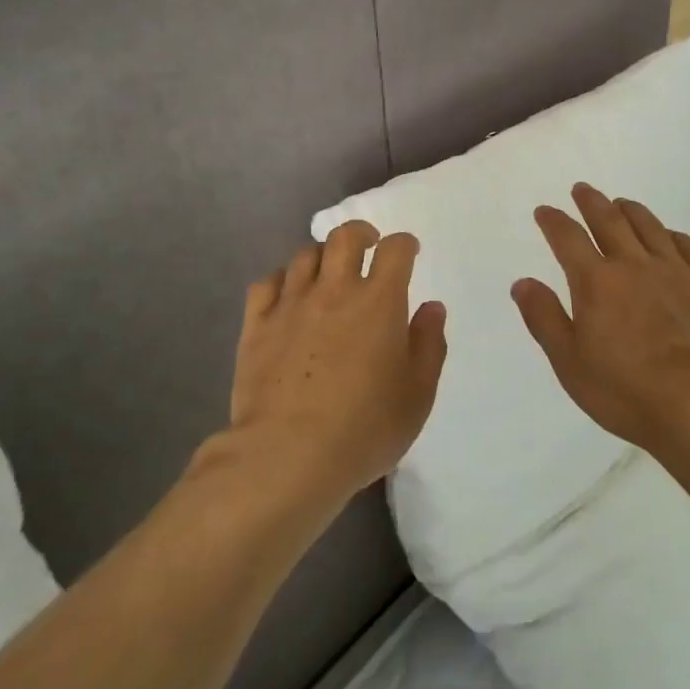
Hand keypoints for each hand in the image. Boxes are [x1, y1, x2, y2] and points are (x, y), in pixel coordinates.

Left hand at [227, 220, 447, 503]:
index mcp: (379, 301)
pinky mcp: (257, 325)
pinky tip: (288, 295)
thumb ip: (429, 345)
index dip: (404, 244)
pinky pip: (267, 283)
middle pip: (345, 237)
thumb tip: (432, 307)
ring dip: (323, 257)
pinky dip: (282, 280)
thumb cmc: (365, 427)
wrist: (288, 455)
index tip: (408, 252)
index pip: (395, 250)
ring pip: (306, 256)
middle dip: (361, 233)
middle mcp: (335, 290)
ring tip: (328, 273)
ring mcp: (291, 305)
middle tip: (367, 246)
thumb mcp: (417, 394)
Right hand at [512, 182, 689, 462]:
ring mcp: (677, 272)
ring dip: (631, 210)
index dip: (553, 221)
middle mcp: (635, 265)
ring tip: (621, 203)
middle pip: (610, 221)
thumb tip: (522, 282)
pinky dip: (671, 235)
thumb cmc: (627, 393)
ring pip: (650, 227)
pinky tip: (668, 235)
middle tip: (582, 189)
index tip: (544, 211)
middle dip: (592, 202)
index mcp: (597, 283)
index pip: (568, 239)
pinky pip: (689, 247)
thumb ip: (544, 319)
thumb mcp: (570, 364)